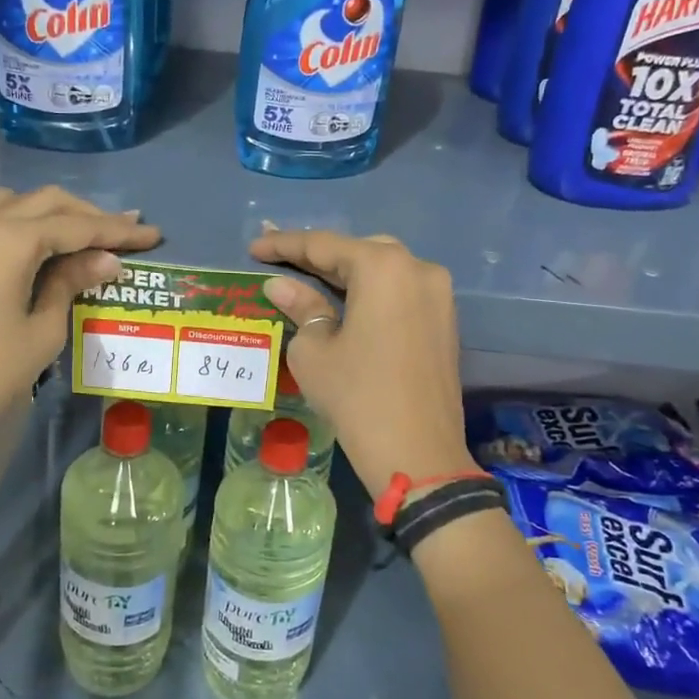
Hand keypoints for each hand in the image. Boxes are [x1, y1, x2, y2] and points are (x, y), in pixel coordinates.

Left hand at [0, 187, 159, 469]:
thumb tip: (107, 261)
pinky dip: (9, 218)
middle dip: (87, 215)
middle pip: (45, 202)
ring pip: (9, 201)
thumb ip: (72, 284)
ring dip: (48, 212)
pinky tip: (23, 239)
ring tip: (77, 235)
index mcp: (10, 240)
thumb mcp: (43, 331)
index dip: (118, 230)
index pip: (77, 226)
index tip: (152, 234)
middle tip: (124, 231)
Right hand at [249, 228, 474, 497]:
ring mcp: (438, 294)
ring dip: (347, 273)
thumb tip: (280, 286)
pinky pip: (401, 292)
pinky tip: (345, 304)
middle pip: (358, 251)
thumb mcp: (314, 351)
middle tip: (280, 263)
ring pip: (384, 269)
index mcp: (383, 267)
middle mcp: (418, 268)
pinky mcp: (445, 320)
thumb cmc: (357, 396)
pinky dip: (371, 292)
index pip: (324, 245)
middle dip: (319, 256)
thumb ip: (300, 307)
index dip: (284, 245)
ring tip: (308, 281)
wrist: (418, 453)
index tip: (253, 247)